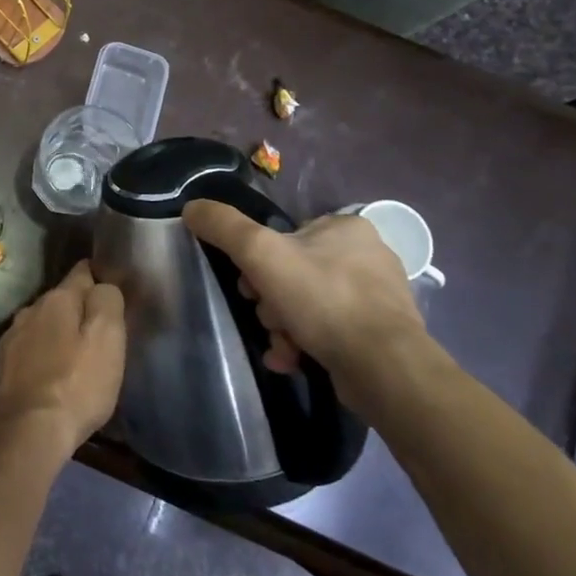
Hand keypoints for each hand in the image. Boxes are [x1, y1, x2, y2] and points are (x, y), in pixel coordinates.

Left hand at [0, 261, 125, 456]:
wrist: (28, 430)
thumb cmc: (76, 383)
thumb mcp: (108, 338)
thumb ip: (107, 301)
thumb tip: (103, 285)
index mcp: (57, 299)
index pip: (82, 272)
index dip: (100, 278)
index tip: (114, 291)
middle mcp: (30, 309)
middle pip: (62, 300)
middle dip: (81, 309)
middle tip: (102, 332)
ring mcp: (14, 337)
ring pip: (45, 324)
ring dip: (61, 333)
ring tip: (80, 355)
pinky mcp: (5, 365)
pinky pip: (33, 349)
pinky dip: (46, 354)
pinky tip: (56, 373)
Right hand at [182, 203, 439, 409]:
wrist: (383, 367)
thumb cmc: (322, 299)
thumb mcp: (260, 253)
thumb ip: (223, 226)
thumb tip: (192, 207)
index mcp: (346, 227)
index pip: (285, 236)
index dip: (258, 261)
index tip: (250, 285)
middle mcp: (367, 255)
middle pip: (293, 272)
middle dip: (270, 300)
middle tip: (267, 317)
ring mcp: (377, 296)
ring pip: (307, 304)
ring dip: (283, 326)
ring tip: (281, 345)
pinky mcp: (380, 333)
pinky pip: (328, 330)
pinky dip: (305, 343)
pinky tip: (293, 359)